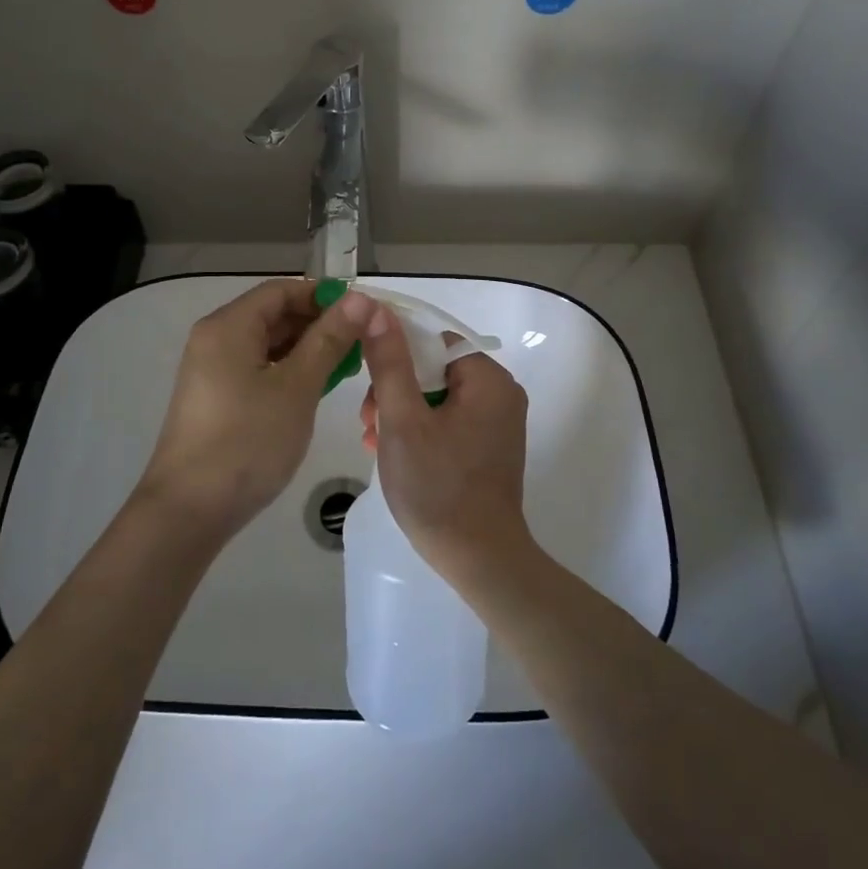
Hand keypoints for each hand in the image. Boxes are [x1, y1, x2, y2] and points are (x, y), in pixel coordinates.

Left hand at [136, 280, 371, 539]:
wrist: (189, 510)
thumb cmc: (248, 441)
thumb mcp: (297, 387)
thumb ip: (329, 339)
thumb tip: (360, 299)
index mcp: (229, 326)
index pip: (282, 290)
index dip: (324, 296)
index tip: (363, 315)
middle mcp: (215, 338)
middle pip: (273, 314)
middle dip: (319, 323)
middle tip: (362, 343)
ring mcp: (212, 370)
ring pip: (267, 344)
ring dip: (306, 349)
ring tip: (347, 366)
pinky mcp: (215, 397)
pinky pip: (257, 368)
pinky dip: (288, 370)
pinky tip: (316, 388)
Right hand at [357, 301, 530, 577]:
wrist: (478, 559)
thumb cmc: (437, 487)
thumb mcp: (402, 420)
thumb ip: (390, 362)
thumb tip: (377, 310)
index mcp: (488, 380)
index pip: (434, 341)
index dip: (396, 354)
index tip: (366, 383)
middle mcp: (501, 394)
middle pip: (435, 370)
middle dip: (395, 391)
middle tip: (367, 422)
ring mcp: (498, 423)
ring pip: (438, 397)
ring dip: (402, 413)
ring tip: (373, 441)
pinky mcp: (490, 447)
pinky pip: (449, 421)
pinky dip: (421, 430)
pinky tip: (392, 452)